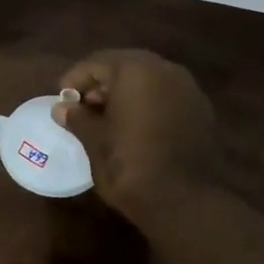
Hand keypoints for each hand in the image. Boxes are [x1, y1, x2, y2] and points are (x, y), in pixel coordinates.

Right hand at [53, 49, 221, 217]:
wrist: (183, 201)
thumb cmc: (129, 165)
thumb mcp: (94, 141)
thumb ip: (78, 118)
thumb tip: (62, 108)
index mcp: (136, 70)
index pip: (97, 63)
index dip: (75, 79)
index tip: (62, 100)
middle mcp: (166, 70)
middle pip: (126, 67)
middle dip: (102, 85)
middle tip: (83, 108)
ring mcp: (189, 90)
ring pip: (149, 81)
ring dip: (126, 95)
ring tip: (107, 121)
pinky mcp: (202, 112)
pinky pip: (167, 98)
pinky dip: (148, 106)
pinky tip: (136, 130)